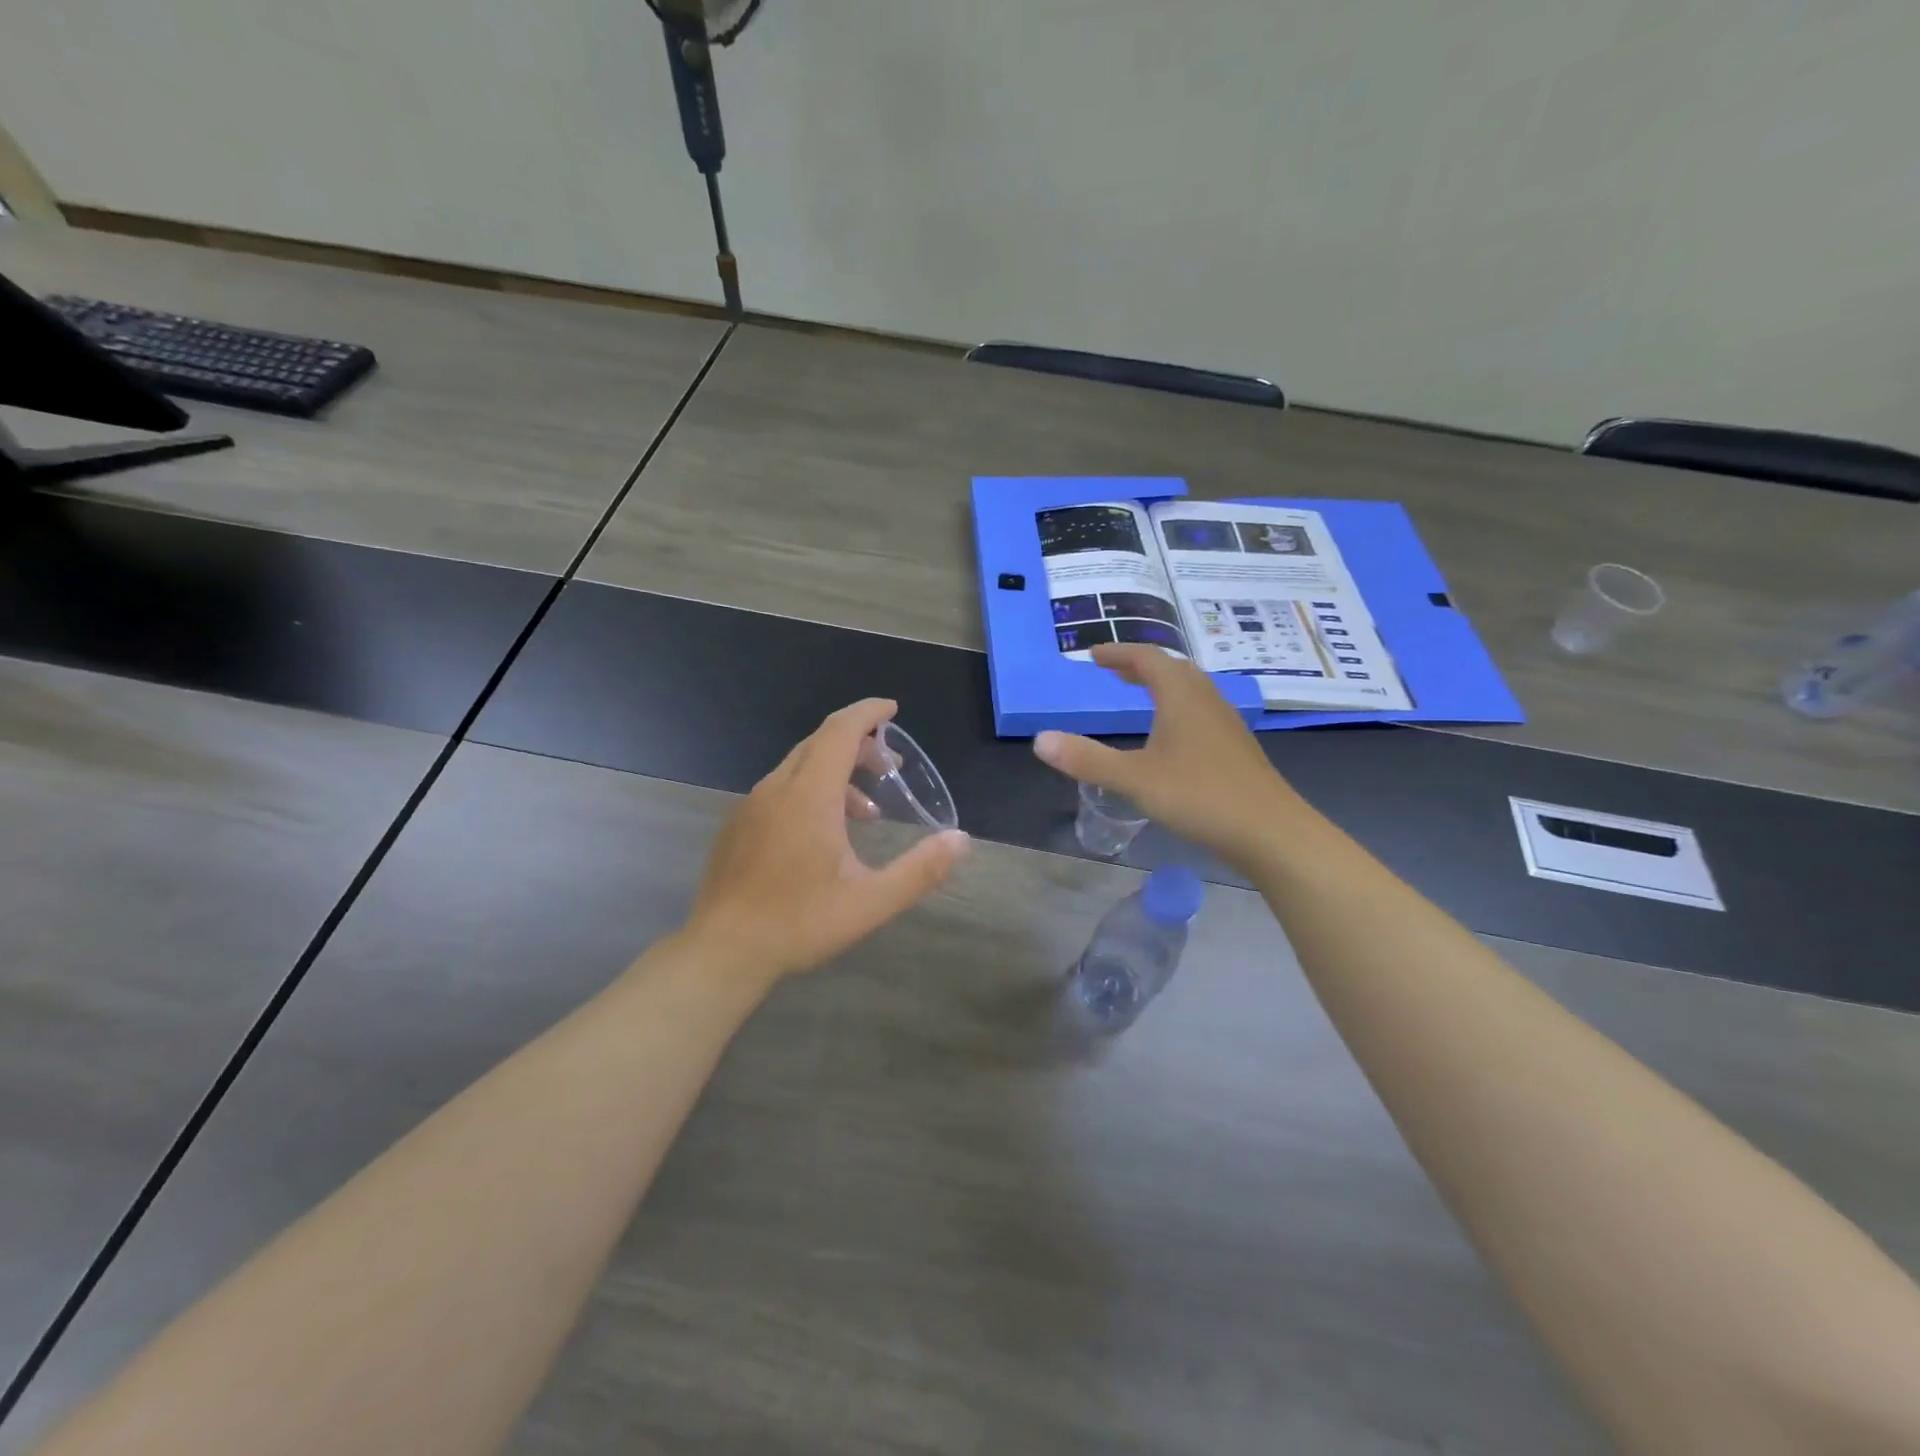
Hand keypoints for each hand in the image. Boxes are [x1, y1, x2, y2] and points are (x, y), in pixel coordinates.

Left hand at [684, 699, 969, 981]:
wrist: (722, 951)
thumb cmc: (799, 923)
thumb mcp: (871, 902)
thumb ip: (920, 870)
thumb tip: (961, 840)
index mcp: (809, 795)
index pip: (840, 730)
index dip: (868, 713)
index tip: (893, 710)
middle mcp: (777, 788)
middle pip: (820, 743)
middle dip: (860, 744)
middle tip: (892, 767)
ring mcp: (752, 805)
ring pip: (799, 767)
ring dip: (837, 773)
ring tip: (867, 811)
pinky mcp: (739, 825)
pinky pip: (781, 789)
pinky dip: (811, 791)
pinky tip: (824, 834)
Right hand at [1033, 644, 1301, 868]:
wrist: (1270, 831)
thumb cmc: (1200, 797)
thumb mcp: (1135, 779)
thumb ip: (1087, 759)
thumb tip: (1040, 739)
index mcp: (1181, 696)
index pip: (1148, 658)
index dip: (1119, 653)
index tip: (1093, 655)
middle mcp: (1206, 700)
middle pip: (1172, 668)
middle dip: (1140, 665)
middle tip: (1113, 671)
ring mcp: (1226, 723)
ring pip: (1191, 689)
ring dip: (1162, 684)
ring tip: (1138, 694)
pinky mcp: (1236, 747)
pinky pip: (1201, 711)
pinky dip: (1177, 707)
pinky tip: (1171, 736)